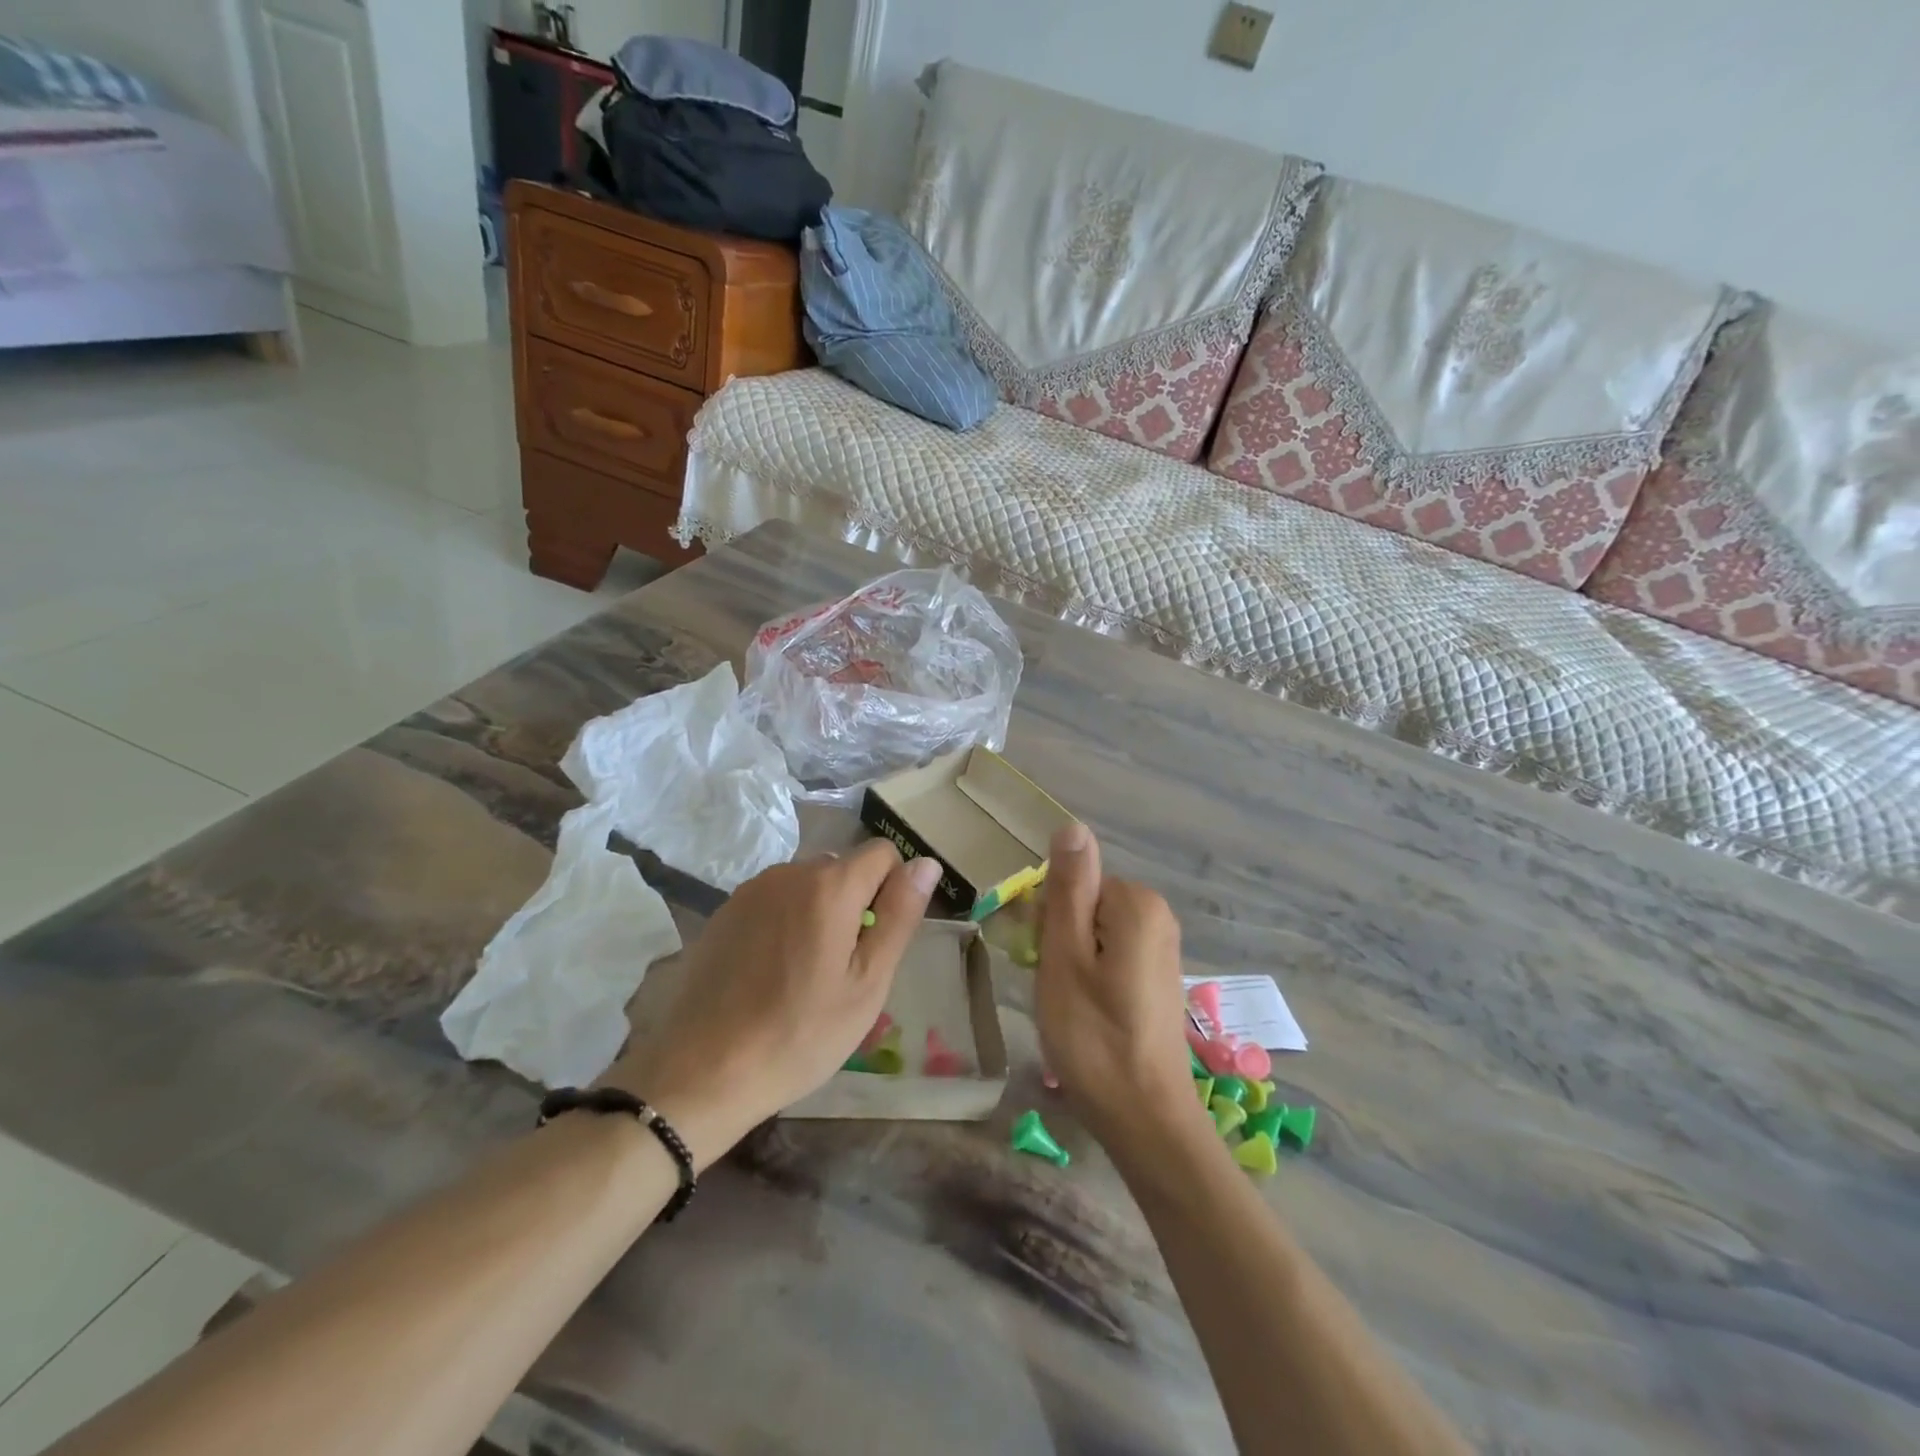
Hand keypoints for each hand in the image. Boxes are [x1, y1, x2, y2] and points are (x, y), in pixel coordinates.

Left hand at [606, 841, 941, 1166]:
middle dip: (856, 904)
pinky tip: (771, 972)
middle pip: (843, 868)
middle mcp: (789, 872)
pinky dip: (786, 922)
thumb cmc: (800, 1033)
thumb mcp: (868, 982)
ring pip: (808, 885)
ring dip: (820, 913)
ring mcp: (752, 890)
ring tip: (806, 974)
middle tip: (844, 968)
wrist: (703, 1071)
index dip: (893, 890)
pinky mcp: (725, 911)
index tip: (878, 941)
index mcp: (830, 885)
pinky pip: (774, 901)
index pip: (883, 853)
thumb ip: (900, 915)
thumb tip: (926, 863)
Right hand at [1034, 825, 1208, 1160]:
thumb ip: (1069, 888)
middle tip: (1053, 987)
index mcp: (1136, 903)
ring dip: (1071, 960)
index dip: (1047, 918)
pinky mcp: (1158, 977)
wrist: (1146, 1119)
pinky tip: (1087, 1015)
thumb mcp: (1065, 956)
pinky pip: (1111, 955)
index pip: (1073, 882)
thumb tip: (1072, 825)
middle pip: (1085, 903)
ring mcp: (1162, 948)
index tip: (1040, 959)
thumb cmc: (1093, 1036)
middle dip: (1059, 938)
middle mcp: (1157, 916)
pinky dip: (1091, 977)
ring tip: (1067, 1006)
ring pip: (1094, 932)